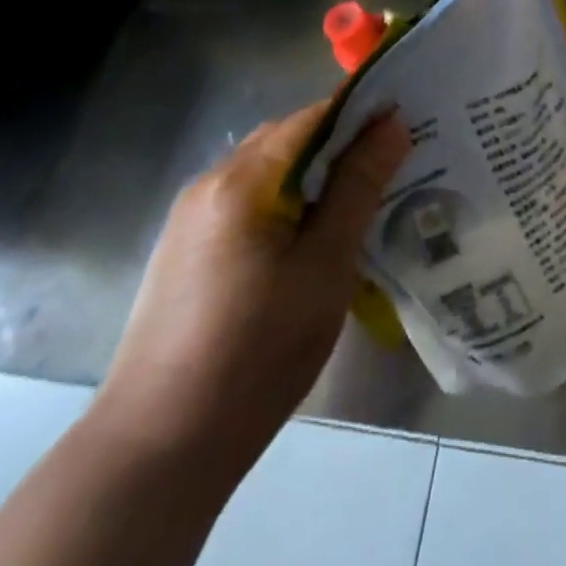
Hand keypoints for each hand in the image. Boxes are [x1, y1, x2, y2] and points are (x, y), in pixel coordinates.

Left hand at [88, 101, 409, 483]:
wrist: (157, 450)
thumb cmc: (256, 352)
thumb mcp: (325, 265)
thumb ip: (358, 186)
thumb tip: (391, 123)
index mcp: (241, 179)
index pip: (313, 117)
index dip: (363, 115)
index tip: (408, 126)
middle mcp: (209, 185)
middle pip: (287, 141)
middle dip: (341, 146)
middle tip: (393, 167)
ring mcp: (191, 221)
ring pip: (268, 175)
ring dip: (315, 179)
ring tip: (362, 204)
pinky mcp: (187, 254)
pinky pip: (248, 206)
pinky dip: (287, 206)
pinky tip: (312, 242)